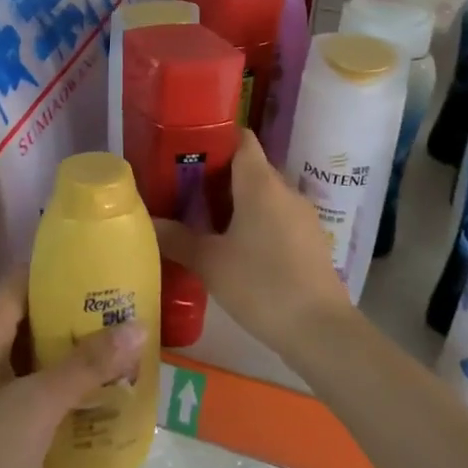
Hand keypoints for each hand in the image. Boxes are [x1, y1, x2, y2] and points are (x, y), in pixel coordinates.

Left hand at [0, 270, 143, 467]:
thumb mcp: (40, 403)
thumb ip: (88, 364)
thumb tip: (138, 326)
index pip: (23, 279)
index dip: (62, 271)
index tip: (105, 271)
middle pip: (33, 316)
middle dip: (77, 315)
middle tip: (126, 314)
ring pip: (36, 355)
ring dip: (74, 354)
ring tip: (122, 351)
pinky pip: (33, 389)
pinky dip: (63, 388)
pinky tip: (98, 398)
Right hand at [155, 129, 355, 369]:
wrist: (320, 329)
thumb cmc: (261, 285)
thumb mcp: (210, 263)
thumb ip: (177, 238)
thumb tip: (147, 221)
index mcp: (259, 183)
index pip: (241, 139)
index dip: (215, 138)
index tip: (186, 150)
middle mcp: (284, 190)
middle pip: (249, 167)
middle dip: (217, 175)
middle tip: (183, 190)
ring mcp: (302, 215)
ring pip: (264, 194)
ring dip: (236, 201)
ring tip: (203, 220)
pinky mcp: (310, 239)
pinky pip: (277, 217)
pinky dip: (256, 221)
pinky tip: (236, 247)